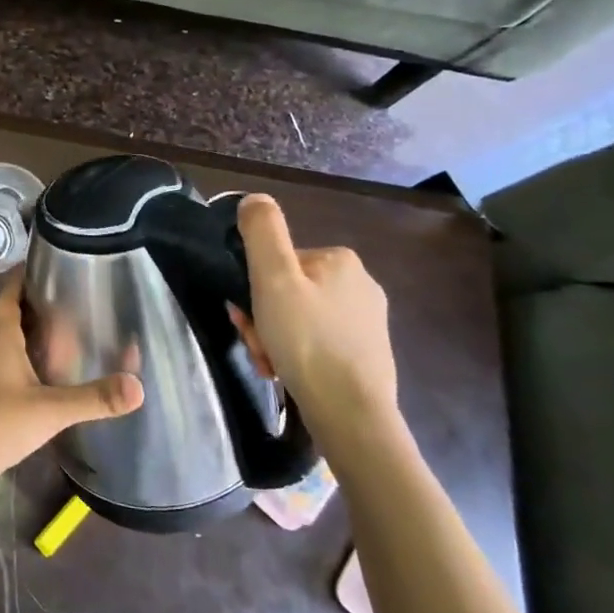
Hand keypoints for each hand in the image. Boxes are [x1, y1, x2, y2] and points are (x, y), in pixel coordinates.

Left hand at [0, 280, 142, 494]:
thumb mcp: (51, 411)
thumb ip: (94, 398)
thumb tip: (138, 387)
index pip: (9, 294)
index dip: (24, 278)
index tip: (47, 268)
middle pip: (6, 316)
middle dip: (32, 307)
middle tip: (67, 304)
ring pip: (0, 342)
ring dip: (23, 335)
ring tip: (57, 337)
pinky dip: (15, 360)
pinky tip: (35, 376)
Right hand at [230, 194, 400, 450]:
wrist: (351, 413)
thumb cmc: (307, 341)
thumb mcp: (273, 278)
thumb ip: (262, 232)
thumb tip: (254, 199)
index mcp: (339, 259)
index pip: (278, 264)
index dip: (253, 290)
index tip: (246, 318)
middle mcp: (360, 284)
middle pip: (288, 293)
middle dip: (264, 319)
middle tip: (258, 347)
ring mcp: (367, 322)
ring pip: (300, 320)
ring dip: (275, 340)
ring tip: (271, 365)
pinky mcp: (367, 354)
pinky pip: (318, 344)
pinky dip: (297, 356)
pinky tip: (289, 375)